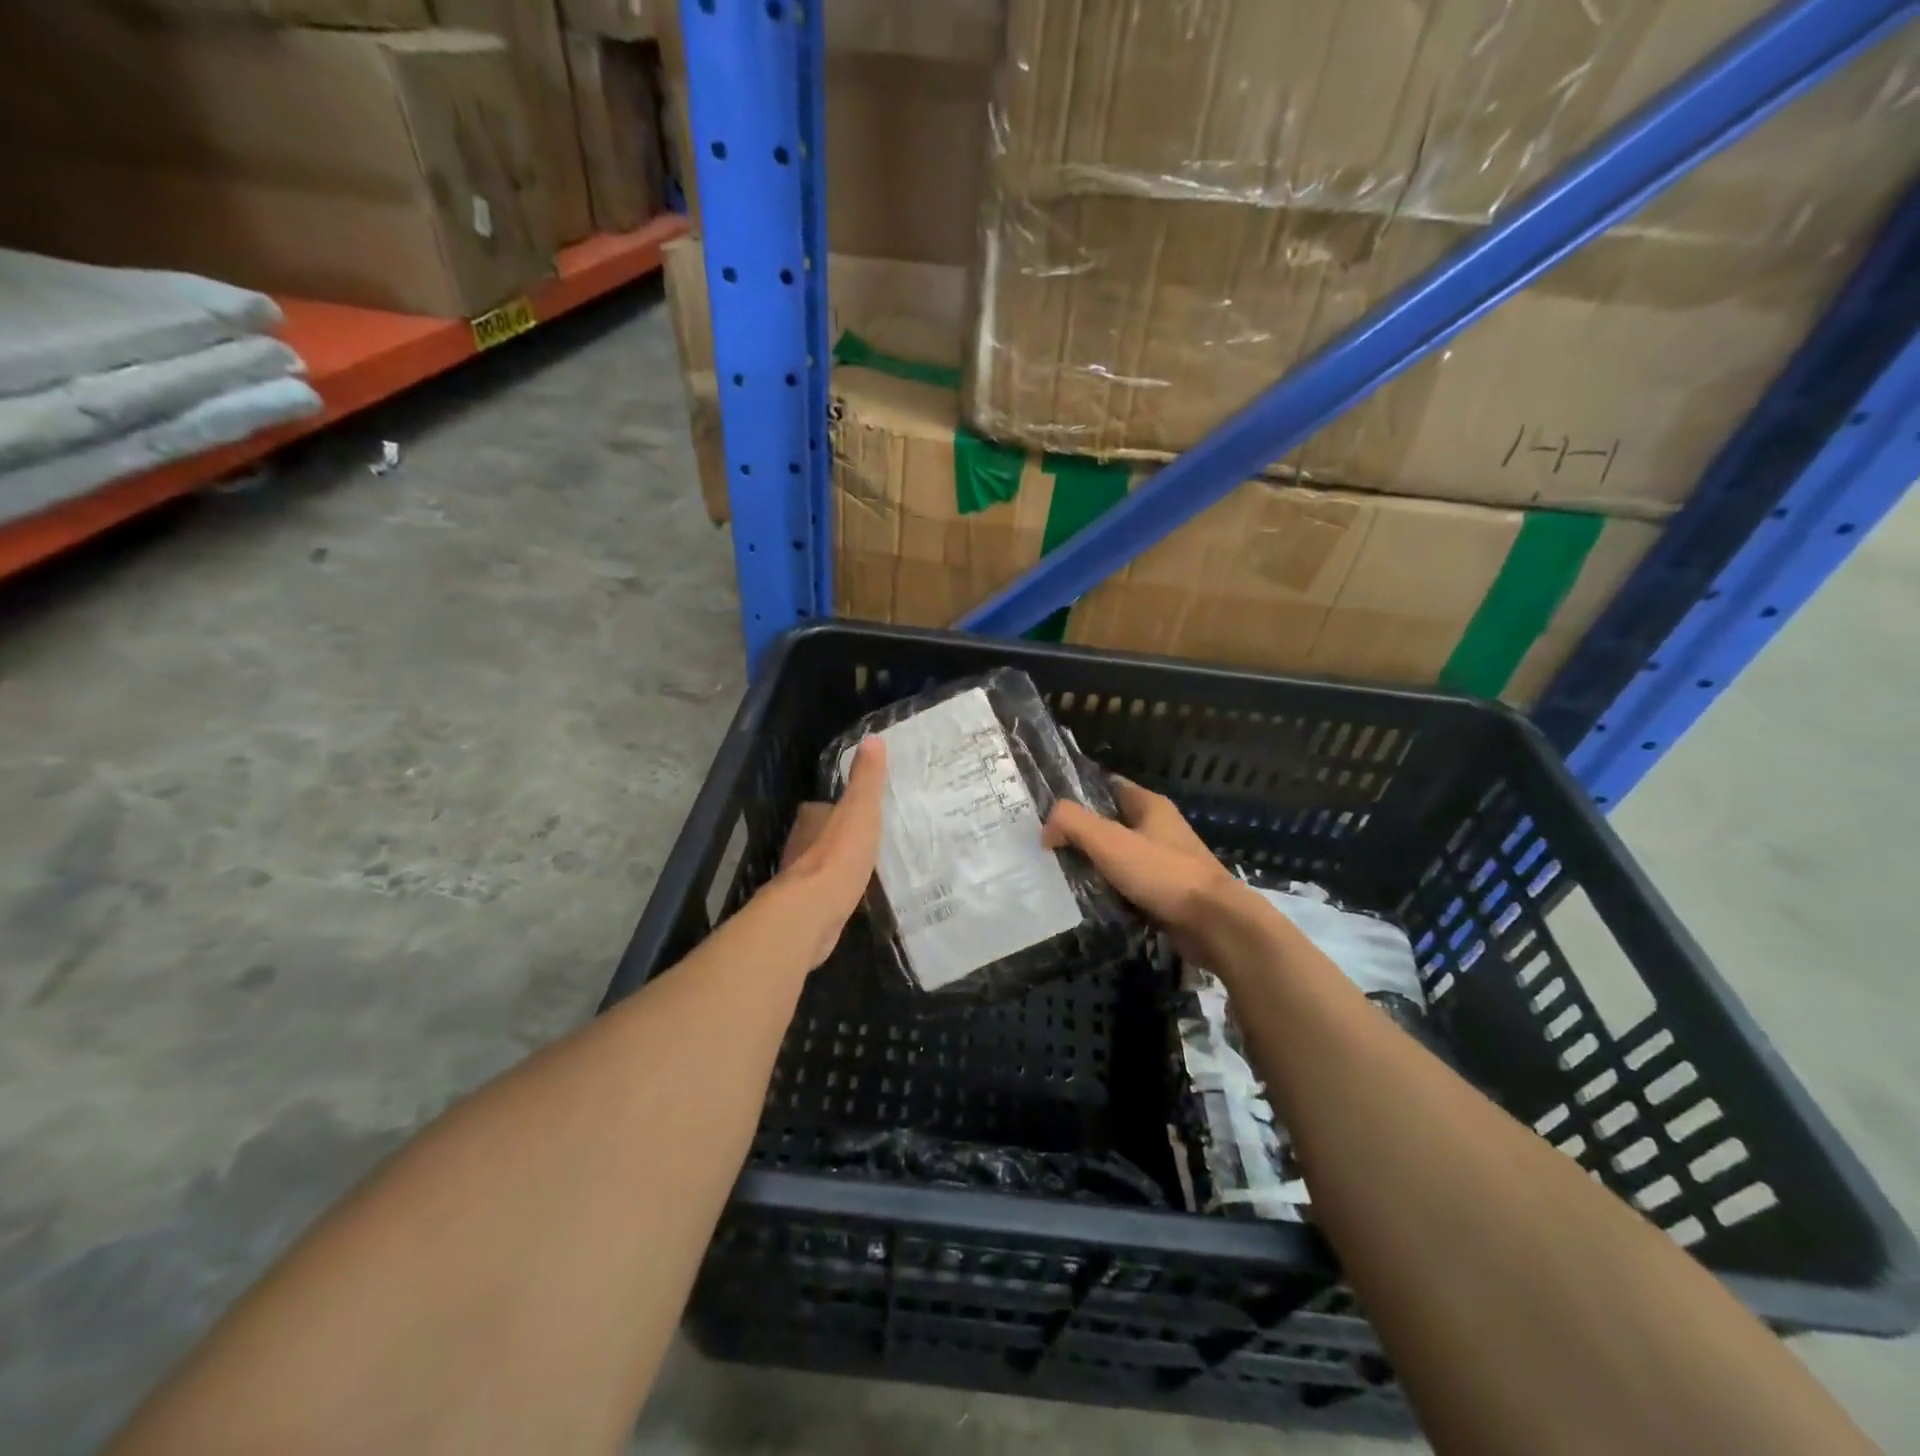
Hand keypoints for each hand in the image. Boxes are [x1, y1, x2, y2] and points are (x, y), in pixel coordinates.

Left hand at [765, 737, 887, 967]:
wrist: (814, 910)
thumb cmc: (839, 853)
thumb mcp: (860, 809)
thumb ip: (866, 778)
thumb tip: (872, 738)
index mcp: (811, 819)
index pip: (820, 807)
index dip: (837, 808)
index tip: (858, 811)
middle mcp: (799, 846)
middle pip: (818, 836)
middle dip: (836, 838)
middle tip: (865, 839)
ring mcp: (800, 880)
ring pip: (819, 866)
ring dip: (836, 866)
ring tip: (864, 867)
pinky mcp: (806, 908)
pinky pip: (825, 894)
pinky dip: (836, 893)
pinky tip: (854, 897)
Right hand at [1042, 775, 1253, 965]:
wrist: (1214, 924)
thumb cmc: (1162, 873)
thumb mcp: (1109, 840)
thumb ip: (1072, 823)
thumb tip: (1046, 829)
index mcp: (1150, 806)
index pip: (1109, 786)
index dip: (1079, 792)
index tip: (1048, 807)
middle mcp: (1159, 829)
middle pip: (1110, 823)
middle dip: (1080, 833)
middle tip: (1045, 846)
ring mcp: (1164, 862)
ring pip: (1118, 857)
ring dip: (1093, 865)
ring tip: (1058, 875)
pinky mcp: (1165, 893)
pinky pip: (1128, 886)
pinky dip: (1109, 891)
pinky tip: (1086, 901)